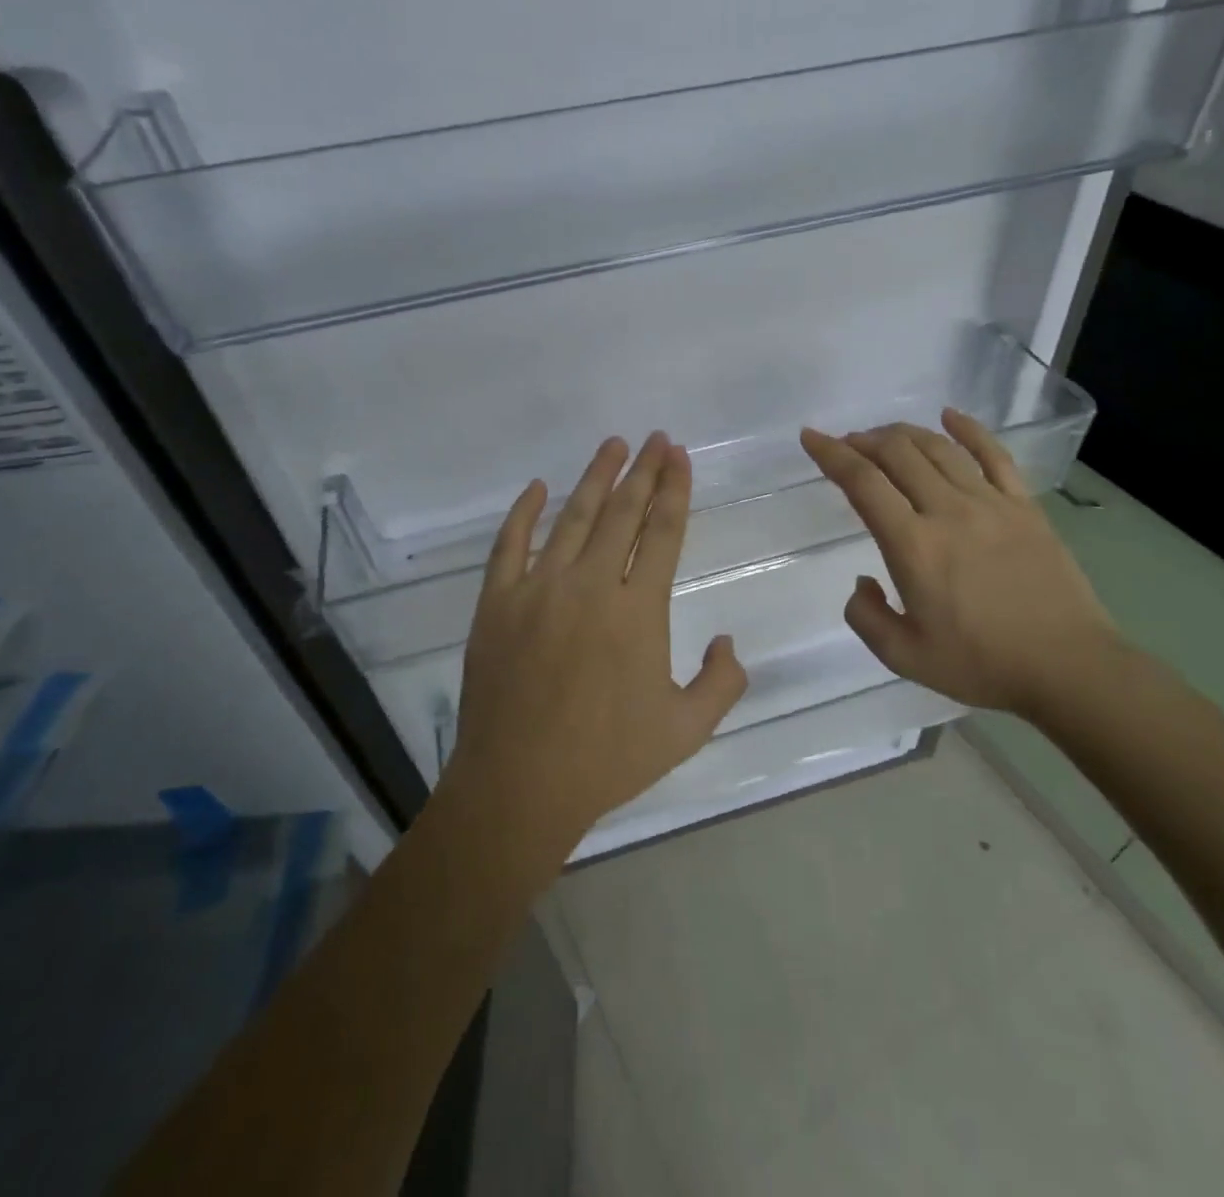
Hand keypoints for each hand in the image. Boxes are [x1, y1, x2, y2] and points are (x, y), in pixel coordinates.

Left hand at [446, 432, 749, 852]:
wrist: (519, 785)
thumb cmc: (607, 760)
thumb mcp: (686, 730)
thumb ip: (721, 682)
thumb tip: (727, 641)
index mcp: (637, 611)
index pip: (662, 533)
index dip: (674, 490)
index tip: (680, 457)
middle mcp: (589, 585)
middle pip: (622, 514)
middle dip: (644, 471)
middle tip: (656, 438)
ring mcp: (537, 589)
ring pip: (571, 518)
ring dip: (595, 478)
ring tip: (613, 445)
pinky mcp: (495, 603)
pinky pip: (508, 545)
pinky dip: (523, 513)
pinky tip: (538, 487)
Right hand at [799, 410, 1123, 721]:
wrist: (1068, 667)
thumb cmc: (981, 664)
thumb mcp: (904, 657)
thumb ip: (866, 617)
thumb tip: (863, 581)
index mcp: (914, 546)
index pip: (863, 483)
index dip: (831, 454)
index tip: (811, 437)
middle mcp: (948, 511)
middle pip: (899, 454)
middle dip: (864, 441)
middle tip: (848, 445)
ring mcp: (991, 503)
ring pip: (939, 448)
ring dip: (904, 434)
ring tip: (884, 437)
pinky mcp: (1025, 506)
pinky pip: (994, 455)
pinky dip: (968, 429)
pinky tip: (950, 416)